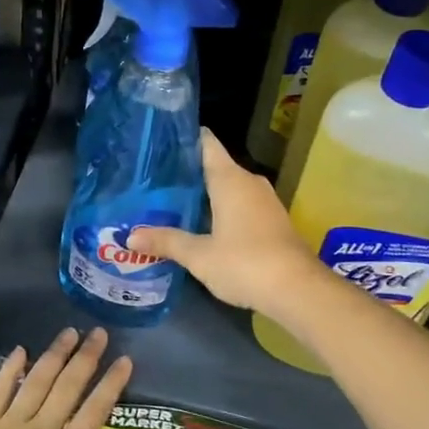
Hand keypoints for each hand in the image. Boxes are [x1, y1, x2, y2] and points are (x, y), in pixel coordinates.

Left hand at [0, 327, 131, 428]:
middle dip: (86, 358)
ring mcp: (7, 427)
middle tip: (99, 333)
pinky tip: (20, 351)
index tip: (124, 360)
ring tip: (69, 333)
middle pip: (67, 387)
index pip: (94, 412)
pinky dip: (9, 370)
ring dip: (54, 355)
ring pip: (36, 382)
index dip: (111, 384)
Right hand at [131, 130, 315, 310]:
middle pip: (215, 166)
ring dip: (205, 193)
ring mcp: (265, 201)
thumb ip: (166, 241)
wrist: (298, 290)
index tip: (161, 140)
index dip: (185, 138)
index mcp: (230, 179)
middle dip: (188, 172)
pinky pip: (241, 204)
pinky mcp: (272, 220)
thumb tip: (130, 238)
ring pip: (229, 187)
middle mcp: (249, 182)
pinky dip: (221, 208)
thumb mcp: (199, 255)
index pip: (207, 143)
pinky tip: (202, 224)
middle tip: (155, 179)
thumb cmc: (245, 263)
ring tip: (172, 201)